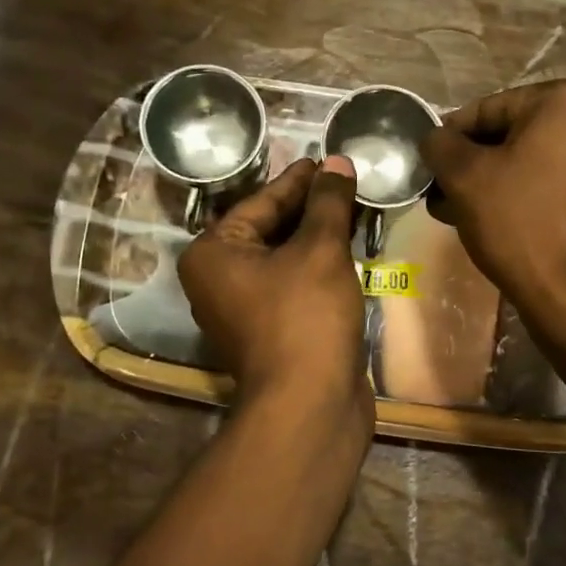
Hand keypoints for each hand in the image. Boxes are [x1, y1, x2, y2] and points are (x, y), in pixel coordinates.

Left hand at [178, 156, 369, 413]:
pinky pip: (293, 284)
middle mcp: (217, 280)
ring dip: (317, 236)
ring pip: (284, 258)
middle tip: (345, 181)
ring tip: (353, 208)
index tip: (326, 160)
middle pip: (270, 229)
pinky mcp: (271, 332)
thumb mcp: (320, 249)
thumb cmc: (305, 316)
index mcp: (213, 254)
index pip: (261, 202)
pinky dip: (318, 266)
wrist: (310, 405)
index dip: (299, 180)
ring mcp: (243, 310)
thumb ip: (328, 202)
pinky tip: (348, 249)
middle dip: (310, 207)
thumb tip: (338, 162)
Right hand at [421, 79, 565, 319]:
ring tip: (455, 213)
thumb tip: (434, 138)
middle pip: (509, 135)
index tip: (426, 169)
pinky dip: (518, 196)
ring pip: (526, 162)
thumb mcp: (465, 177)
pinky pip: (548, 183)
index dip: (449, 140)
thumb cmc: (520, 222)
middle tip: (439, 195)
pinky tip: (488, 223)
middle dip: (470, 165)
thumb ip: (440, 145)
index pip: (486, 109)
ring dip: (488, 183)